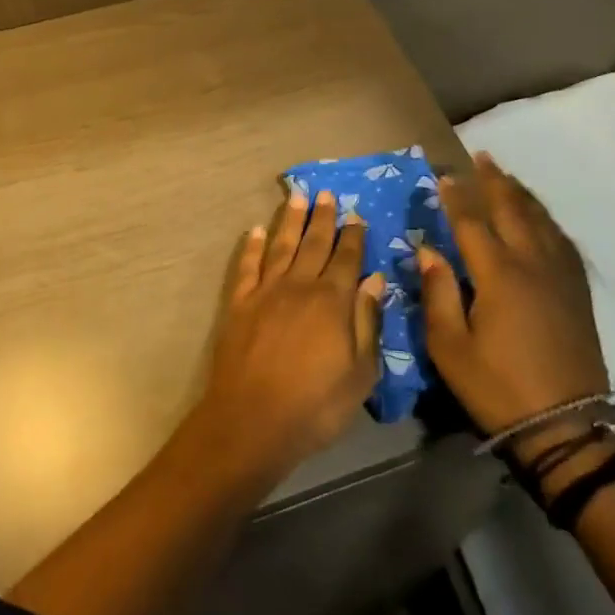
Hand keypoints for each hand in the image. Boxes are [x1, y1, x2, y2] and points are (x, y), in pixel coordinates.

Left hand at [198, 189, 387, 482]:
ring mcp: (266, 291)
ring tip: (297, 196)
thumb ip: (367, 322)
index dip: (353, 235)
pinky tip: (255, 230)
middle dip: (323, 217)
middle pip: (314, 244)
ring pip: (281, 245)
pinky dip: (252, 246)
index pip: (346, 258)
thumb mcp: (359, 374)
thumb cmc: (315, 405)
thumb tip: (375, 279)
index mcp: (332, 300)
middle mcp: (299, 285)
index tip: (356, 214)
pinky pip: (247, 266)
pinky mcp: (239, 303)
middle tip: (327, 193)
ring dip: (290, 220)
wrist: (251, 421)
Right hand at [419, 153, 610, 455]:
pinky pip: (562, 242)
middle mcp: (532, 264)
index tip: (443, 174)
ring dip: (522, 194)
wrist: (566, 428)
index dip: (455, 196)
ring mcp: (560, 277)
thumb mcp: (450, 347)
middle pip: (512, 209)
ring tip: (508, 177)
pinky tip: (541, 219)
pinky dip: (547, 220)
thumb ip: (437, 293)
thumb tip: (429, 251)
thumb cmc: (498, 387)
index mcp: (498, 274)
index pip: (471, 222)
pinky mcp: (577, 294)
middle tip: (482, 156)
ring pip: (541, 221)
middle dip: (494, 181)